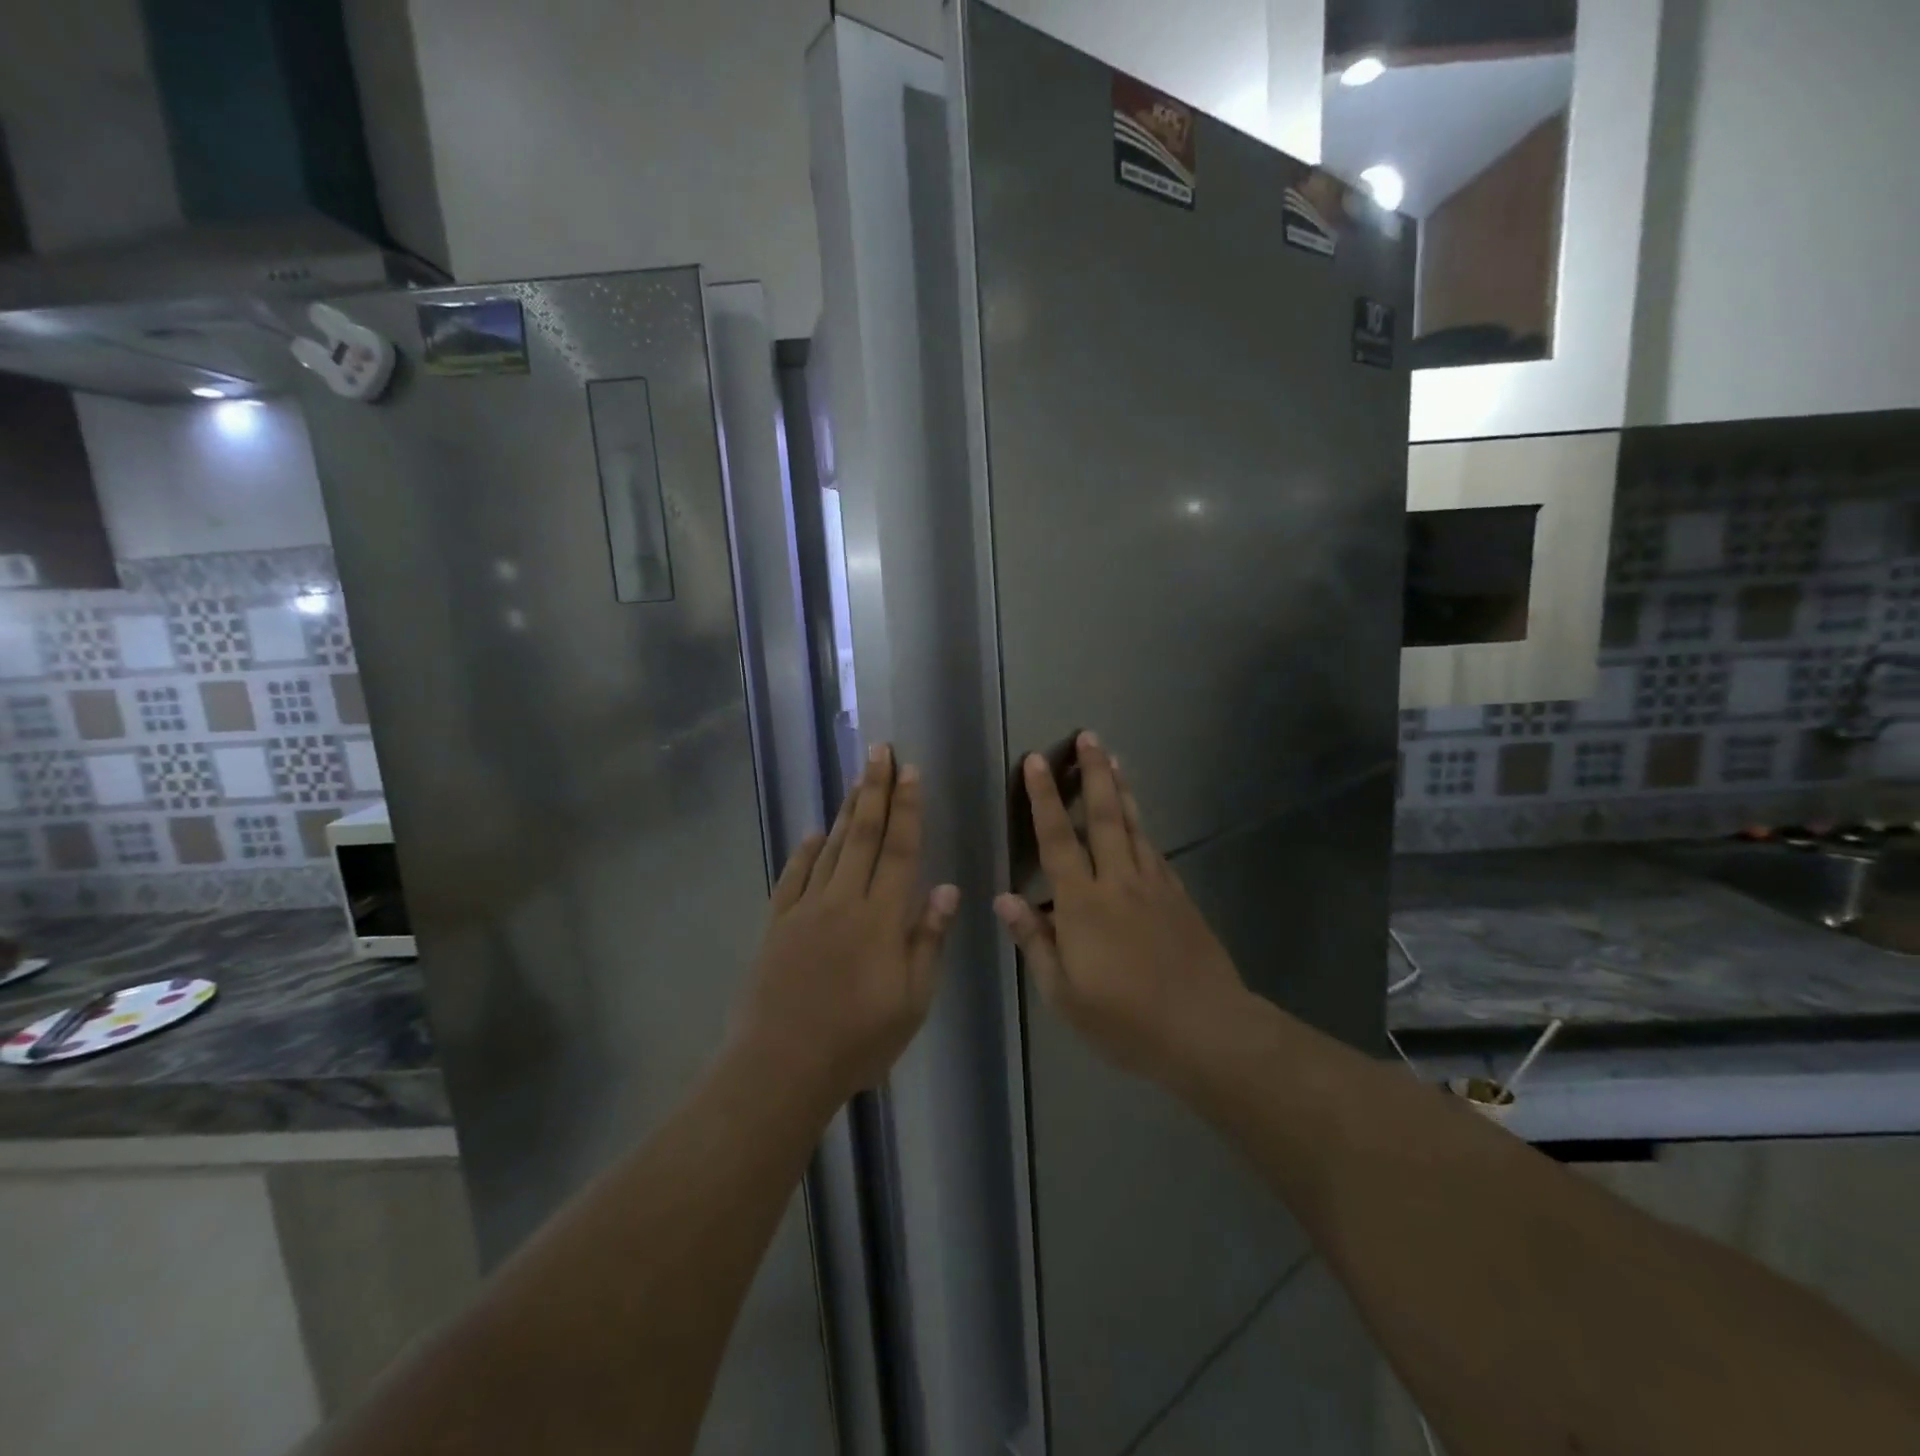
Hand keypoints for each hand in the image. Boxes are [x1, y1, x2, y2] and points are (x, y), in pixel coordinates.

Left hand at [736, 744, 958, 1107]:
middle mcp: (844, 900)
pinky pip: (793, 876)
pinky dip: (805, 851)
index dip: (908, 808)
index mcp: (881, 917)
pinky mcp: (777, 923)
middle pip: (864, 835)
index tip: (911, 771)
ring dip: (847, 810)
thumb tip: (946, 888)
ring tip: (858, 778)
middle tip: (880, 751)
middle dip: (875, 789)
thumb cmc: (858, 1040)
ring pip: (831, 848)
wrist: (782, 1065)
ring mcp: (806, 909)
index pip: (901, 849)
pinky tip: (814, 834)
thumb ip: (927, 940)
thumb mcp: (913, 1001)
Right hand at [995, 732, 1249, 1091]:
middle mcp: (1118, 882)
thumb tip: (1004, 899)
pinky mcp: (1178, 896)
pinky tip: (1139, 819)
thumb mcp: (1064, 994)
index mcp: (1082, 904)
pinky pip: (1154, 850)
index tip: (1037, 760)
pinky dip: (1142, 826)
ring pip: (1133, 825)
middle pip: (1103, 816)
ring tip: (1113, 758)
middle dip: (1093, 773)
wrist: (1206, 1030)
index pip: (1056, 840)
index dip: (1043, 798)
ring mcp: (1154, 885)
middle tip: (1089, 737)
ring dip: (1120, 789)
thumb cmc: (1125, 1020)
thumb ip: (1035, 942)